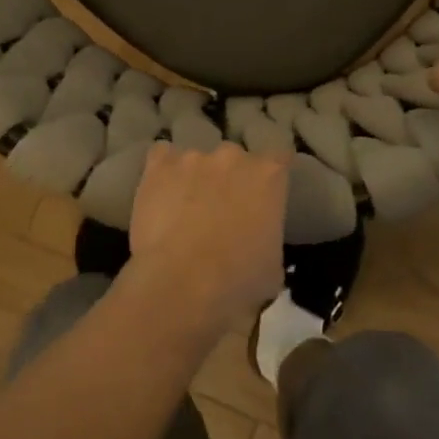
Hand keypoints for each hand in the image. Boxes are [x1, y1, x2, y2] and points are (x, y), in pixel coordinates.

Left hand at [125, 143, 288, 334]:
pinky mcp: (159, 165)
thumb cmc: (238, 281)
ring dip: (196, 178)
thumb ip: (268, 237)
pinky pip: (162, 156)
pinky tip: (160, 192)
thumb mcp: (273, 266)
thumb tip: (257, 240)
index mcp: (268, 176)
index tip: (266, 193)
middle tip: (223, 209)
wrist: (182, 282)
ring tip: (185, 207)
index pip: (279, 159)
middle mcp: (232, 157)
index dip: (272, 175)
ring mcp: (194, 157)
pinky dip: (163, 171)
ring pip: (198, 159)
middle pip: (235, 159)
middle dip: (231, 178)